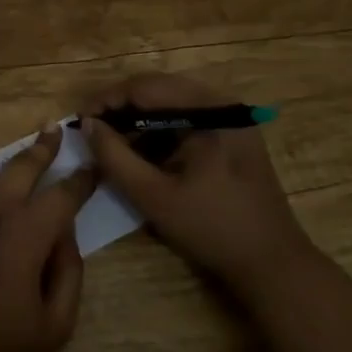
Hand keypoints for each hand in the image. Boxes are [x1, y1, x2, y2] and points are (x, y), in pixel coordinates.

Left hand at [0, 125, 95, 351]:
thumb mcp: (51, 328)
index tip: (91, 167)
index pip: (60, 195)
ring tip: (15, 202)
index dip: (80, 180)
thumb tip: (65, 232)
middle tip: (54, 131)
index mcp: (22, 234)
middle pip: (20, 167)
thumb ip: (68, 272)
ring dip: (6, 188)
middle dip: (42, 149)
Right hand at [81, 74, 308, 285]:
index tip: (78, 120)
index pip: (145, 87)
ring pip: (170, 103)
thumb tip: (87, 124)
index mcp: (208, 110)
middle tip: (91, 130)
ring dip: (138, 118)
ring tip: (111, 142)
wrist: (273, 264)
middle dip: (120, 107)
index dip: (106, 99)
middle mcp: (222, 103)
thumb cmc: (212, 229)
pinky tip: (141, 152)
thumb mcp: (153, 196)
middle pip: (157, 89)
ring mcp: (230, 117)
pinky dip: (159, 130)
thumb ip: (114, 157)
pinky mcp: (232, 134)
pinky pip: (186, 119)